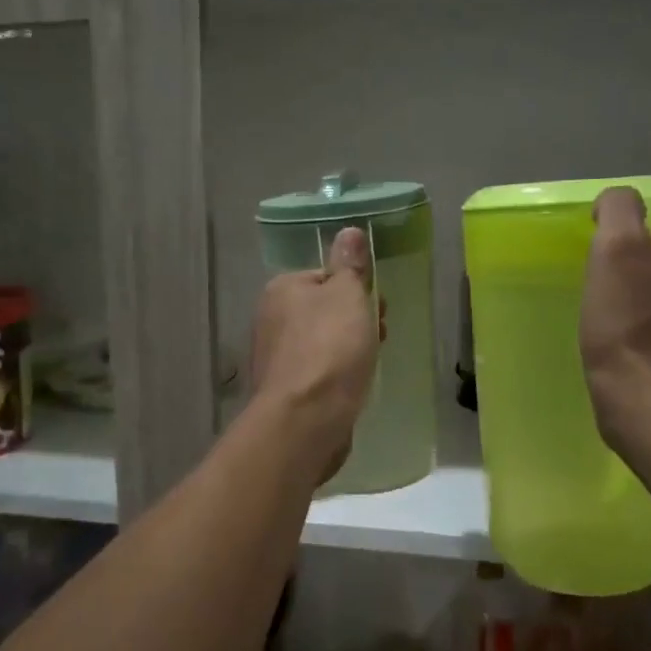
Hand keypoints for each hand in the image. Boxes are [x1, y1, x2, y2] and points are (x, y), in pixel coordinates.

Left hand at [250, 228, 380, 483]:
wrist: (305, 420)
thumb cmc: (330, 349)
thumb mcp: (348, 296)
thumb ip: (349, 264)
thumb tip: (349, 231)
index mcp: (282, 289)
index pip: (325, 276)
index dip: (356, 288)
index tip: (378, 306)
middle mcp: (271, 319)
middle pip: (324, 310)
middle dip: (355, 321)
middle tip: (380, 335)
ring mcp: (275, 357)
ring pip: (322, 342)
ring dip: (349, 349)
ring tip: (369, 365)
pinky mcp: (285, 390)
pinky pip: (318, 372)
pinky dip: (336, 375)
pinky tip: (352, 387)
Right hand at [580, 187, 650, 447]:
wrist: (648, 398)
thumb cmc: (629, 321)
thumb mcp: (617, 248)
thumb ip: (620, 210)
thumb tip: (616, 203)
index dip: (626, 249)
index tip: (604, 273)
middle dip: (638, 278)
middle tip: (605, 301)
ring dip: (645, 309)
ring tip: (615, 329)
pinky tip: (631, 351)